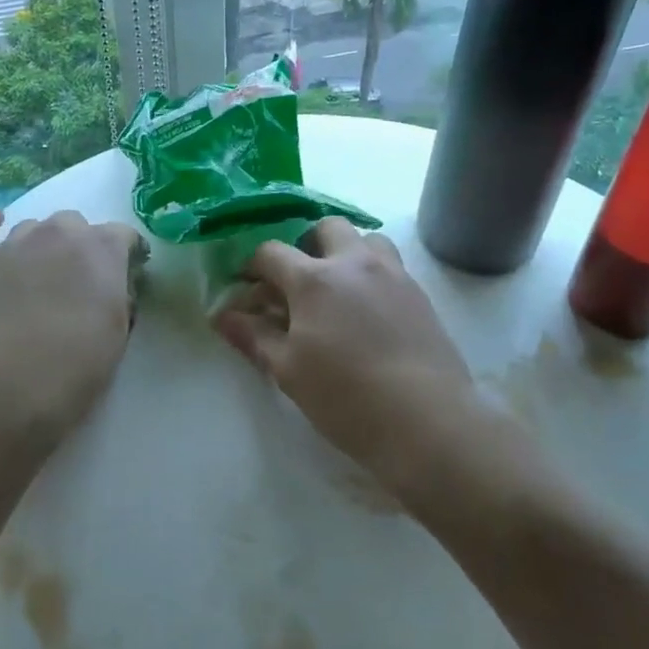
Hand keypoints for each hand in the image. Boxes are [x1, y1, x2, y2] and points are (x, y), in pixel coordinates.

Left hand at [0, 209, 146, 455]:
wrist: (9, 382)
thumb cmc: (76, 366)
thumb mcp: (118, 334)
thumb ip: (119, 300)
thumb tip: (112, 290)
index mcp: (104, 250)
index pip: (124, 235)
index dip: (127, 253)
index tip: (128, 272)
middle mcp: (61, 234)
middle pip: (75, 224)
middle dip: (79, 245)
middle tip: (77, 279)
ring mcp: (16, 243)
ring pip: (33, 227)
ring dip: (41, 243)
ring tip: (38, 272)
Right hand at [213, 218, 490, 489]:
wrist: (426, 420)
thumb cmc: (345, 397)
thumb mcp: (288, 370)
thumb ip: (254, 337)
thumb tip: (222, 316)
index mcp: (314, 279)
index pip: (271, 252)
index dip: (252, 266)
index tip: (246, 288)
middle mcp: (354, 263)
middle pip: (325, 227)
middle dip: (304, 244)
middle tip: (296, 280)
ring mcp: (393, 274)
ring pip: (366, 238)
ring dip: (345, 251)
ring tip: (337, 288)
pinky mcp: (420, 294)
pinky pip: (390, 265)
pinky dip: (371, 272)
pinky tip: (367, 310)